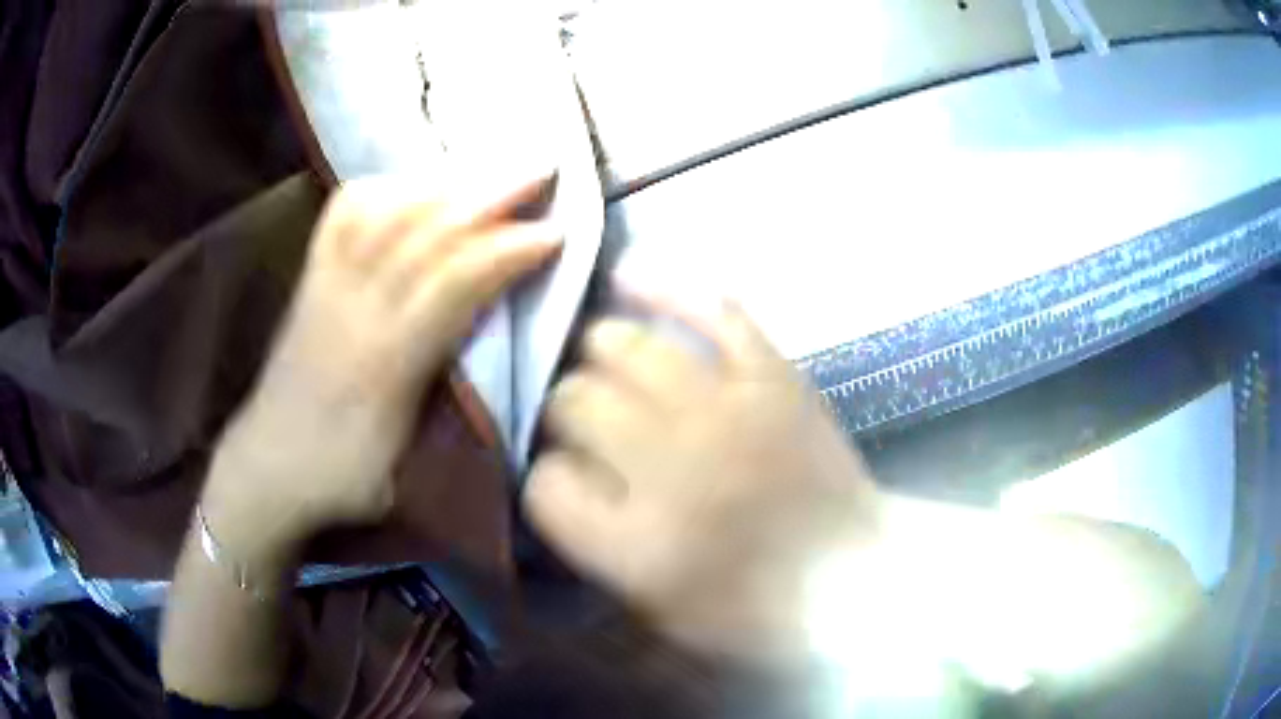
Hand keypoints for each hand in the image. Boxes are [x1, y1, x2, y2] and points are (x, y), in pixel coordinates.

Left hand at [203, 171, 561, 563]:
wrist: (265, 466)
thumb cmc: (339, 478)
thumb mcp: (403, 468)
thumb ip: (443, 409)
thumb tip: (493, 361)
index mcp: (383, 365)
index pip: (451, 288)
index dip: (504, 253)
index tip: (555, 231)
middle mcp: (353, 310)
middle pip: (424, 234)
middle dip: (488, 195)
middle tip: (541, 167)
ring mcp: (325, 286)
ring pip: (386, 214)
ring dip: (444, 182)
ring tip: (491, 163)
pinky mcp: (308, 279)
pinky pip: (341, 217)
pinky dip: (381, 189)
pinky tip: (411, 181)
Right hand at [524, 299, 880, 659]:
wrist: (850, 576)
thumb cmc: (752, 608)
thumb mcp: (654, 606)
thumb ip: (592, 542)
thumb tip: (558, 470)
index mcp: (638, 546)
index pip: (543, 484)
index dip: (541, 475)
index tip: (558, 474)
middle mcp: (672, 471)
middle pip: (574, 403)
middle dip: (561, 408)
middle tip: (579, 418)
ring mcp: (727, 414)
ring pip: (624, 347)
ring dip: (598, 352)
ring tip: (601, 363)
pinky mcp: (773, 379)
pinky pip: (711, 311)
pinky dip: (666, 288)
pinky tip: (630, 280)